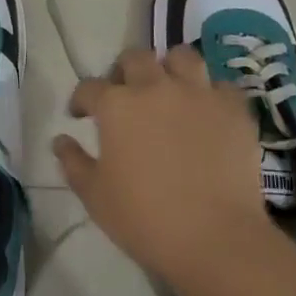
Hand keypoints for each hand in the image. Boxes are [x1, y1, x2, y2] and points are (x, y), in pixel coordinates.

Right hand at [54, 45, 274, 293]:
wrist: (215, 239)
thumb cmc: (145, 219)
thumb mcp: (95, 196)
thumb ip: (73, 162)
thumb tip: (61, 140)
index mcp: (117, 105)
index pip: (89, 87)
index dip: (81, 99)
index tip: (80, 114)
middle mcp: (155, 87)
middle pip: (135, 58)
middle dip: (124, 71)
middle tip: (125, 95)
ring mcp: (198, 94)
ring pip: (182, 57)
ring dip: (170, 68)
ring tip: (168, 88)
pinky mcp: (234, 110)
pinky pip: (221, 86)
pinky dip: (211, 93)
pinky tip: (207, 111)